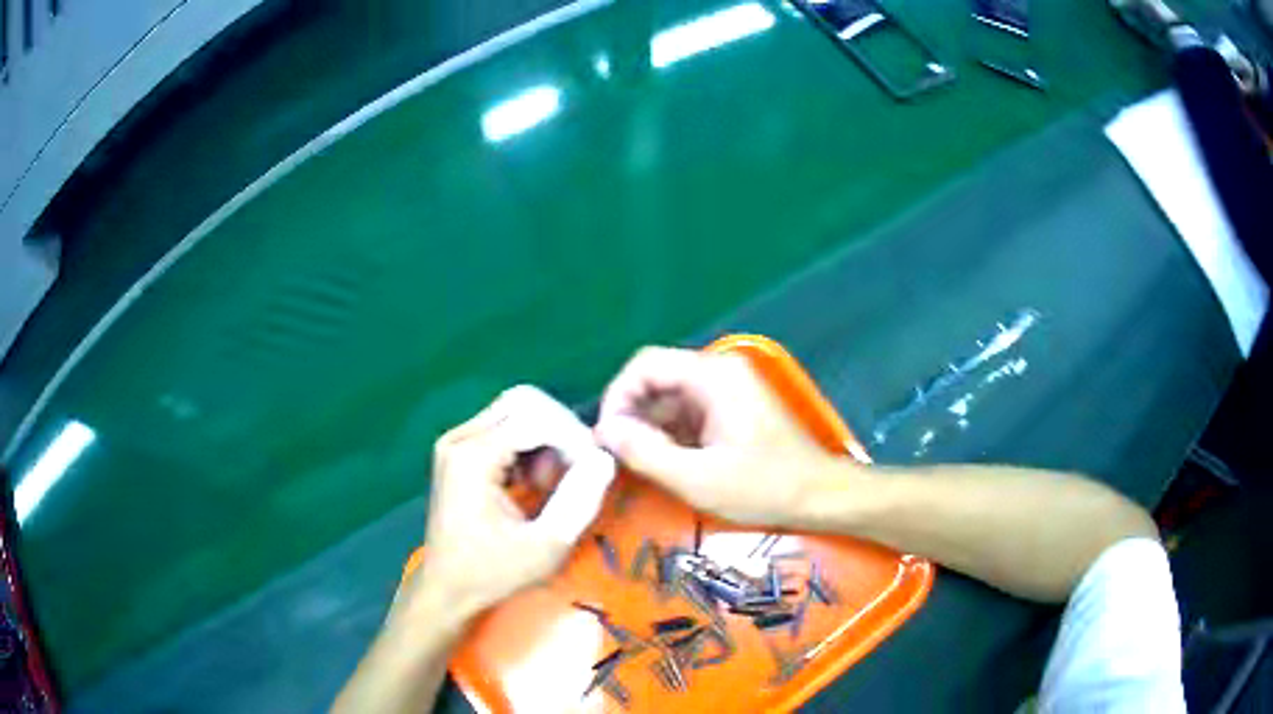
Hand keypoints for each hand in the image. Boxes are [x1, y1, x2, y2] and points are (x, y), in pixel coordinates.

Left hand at [406, 387, 614, 617]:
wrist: (447, 587)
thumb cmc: (493, 572)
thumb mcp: (546, 544)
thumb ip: (580, 499)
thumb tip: (605, 458)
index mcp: (473, 456)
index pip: (536, 416)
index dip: (573, 437)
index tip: (592, 469)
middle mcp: (460, 438)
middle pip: (525, 402)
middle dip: (559, 432)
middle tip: (573, 472)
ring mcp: (456, 442)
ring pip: (515, 411)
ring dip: (545, 440)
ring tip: (550, 484)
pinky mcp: (458, 451)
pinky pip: (503, 427)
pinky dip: (528, 446)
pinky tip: (531, 483)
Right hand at [594, 346, 837, 526]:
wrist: (819, 496)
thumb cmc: (764, 486)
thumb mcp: (698, 478)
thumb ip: (645, 452)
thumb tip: (603, 431)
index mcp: (712, 376)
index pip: (644, 365)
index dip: (616, 397)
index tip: (607, 438)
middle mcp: (718, 372)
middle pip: (655, 379)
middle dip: (630, 415)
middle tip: (617, 457)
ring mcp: (726, 390)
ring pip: (668, 398)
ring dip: (648, 428)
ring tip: (637, 465)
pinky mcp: (730, 409)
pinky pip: (686, 412)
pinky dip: (669, 434)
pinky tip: (665, 463)